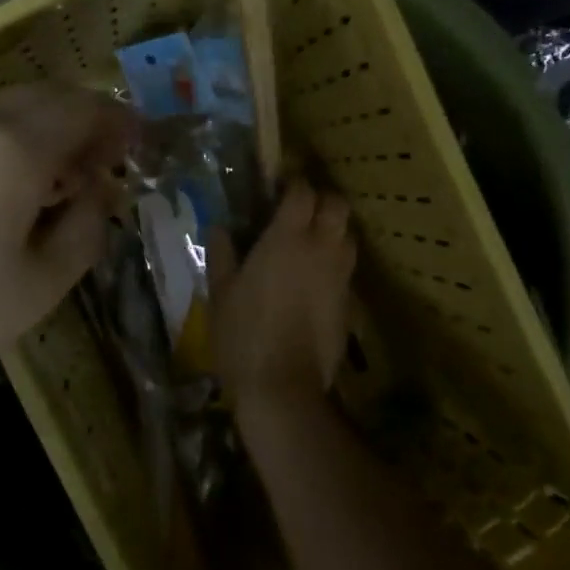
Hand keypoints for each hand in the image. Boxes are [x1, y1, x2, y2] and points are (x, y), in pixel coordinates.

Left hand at [0, 83, 136, 401]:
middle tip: (106, 161)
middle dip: (86, 119)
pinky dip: (12, 136)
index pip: (84, 111)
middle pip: (48, 97)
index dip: (118, 123)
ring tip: (64, 176)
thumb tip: (99, 193)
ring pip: (11, 107)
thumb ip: (85, 230)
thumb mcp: (38, 286)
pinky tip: (14, 183)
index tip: (138, 146)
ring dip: (48, 126)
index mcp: (15, 149)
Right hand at [209, 180, 356, 417]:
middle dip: (322, 201)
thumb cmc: (243, 333)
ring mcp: (340, 276)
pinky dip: (335, 263)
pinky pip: (347, 269)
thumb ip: (222, 253)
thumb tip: (220, 228)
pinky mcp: (349, 302)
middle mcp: (321, 248)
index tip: (278, 188)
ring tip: (310, 243)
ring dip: (334, 230)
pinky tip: (315, 281)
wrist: (282, 386)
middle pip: (338, 205)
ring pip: (349, 236)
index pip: (303, 191)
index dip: (293, 184)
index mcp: (287, 238)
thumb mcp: (220, 292)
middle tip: (300, 211)